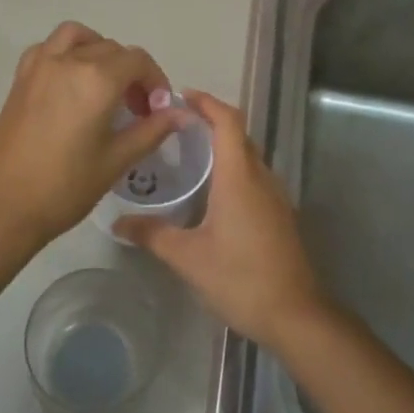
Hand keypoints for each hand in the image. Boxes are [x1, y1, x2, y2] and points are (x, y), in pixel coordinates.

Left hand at [0, 22, 187, 255]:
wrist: (3, 206)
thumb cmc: (65, 187)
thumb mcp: (116, 160)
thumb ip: (151, 130)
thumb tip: (181, 114)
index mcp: (97, 79)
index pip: (138, 61)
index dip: (156, 81)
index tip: (158, 109)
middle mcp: (69, 61)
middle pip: (112, 49)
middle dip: (131, 72)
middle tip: (137, 108)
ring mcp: (40, 66)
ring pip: (78, 37)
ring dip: (98, 50)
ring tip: (105, 83)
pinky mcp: (20, 78)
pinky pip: (48, 48)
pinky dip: (67, 53)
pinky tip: (71, 84)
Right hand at [114, 91, 332, 351]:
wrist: (295, 315)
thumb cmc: (240, 278)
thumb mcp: (188, 258)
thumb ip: (152, 235)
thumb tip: (118, 223)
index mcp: (239, 176)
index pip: (227, 121)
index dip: (206, 103)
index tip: (180, 97)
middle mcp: (261, 177)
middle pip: (239, 134)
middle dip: (210, 121)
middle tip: (174, 125)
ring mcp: (275, 196)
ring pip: (248, 156)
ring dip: (223, 145)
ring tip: (189, 153)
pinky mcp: (279, 215)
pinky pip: (254, 176)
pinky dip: (233, 168)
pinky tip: (212, 191)